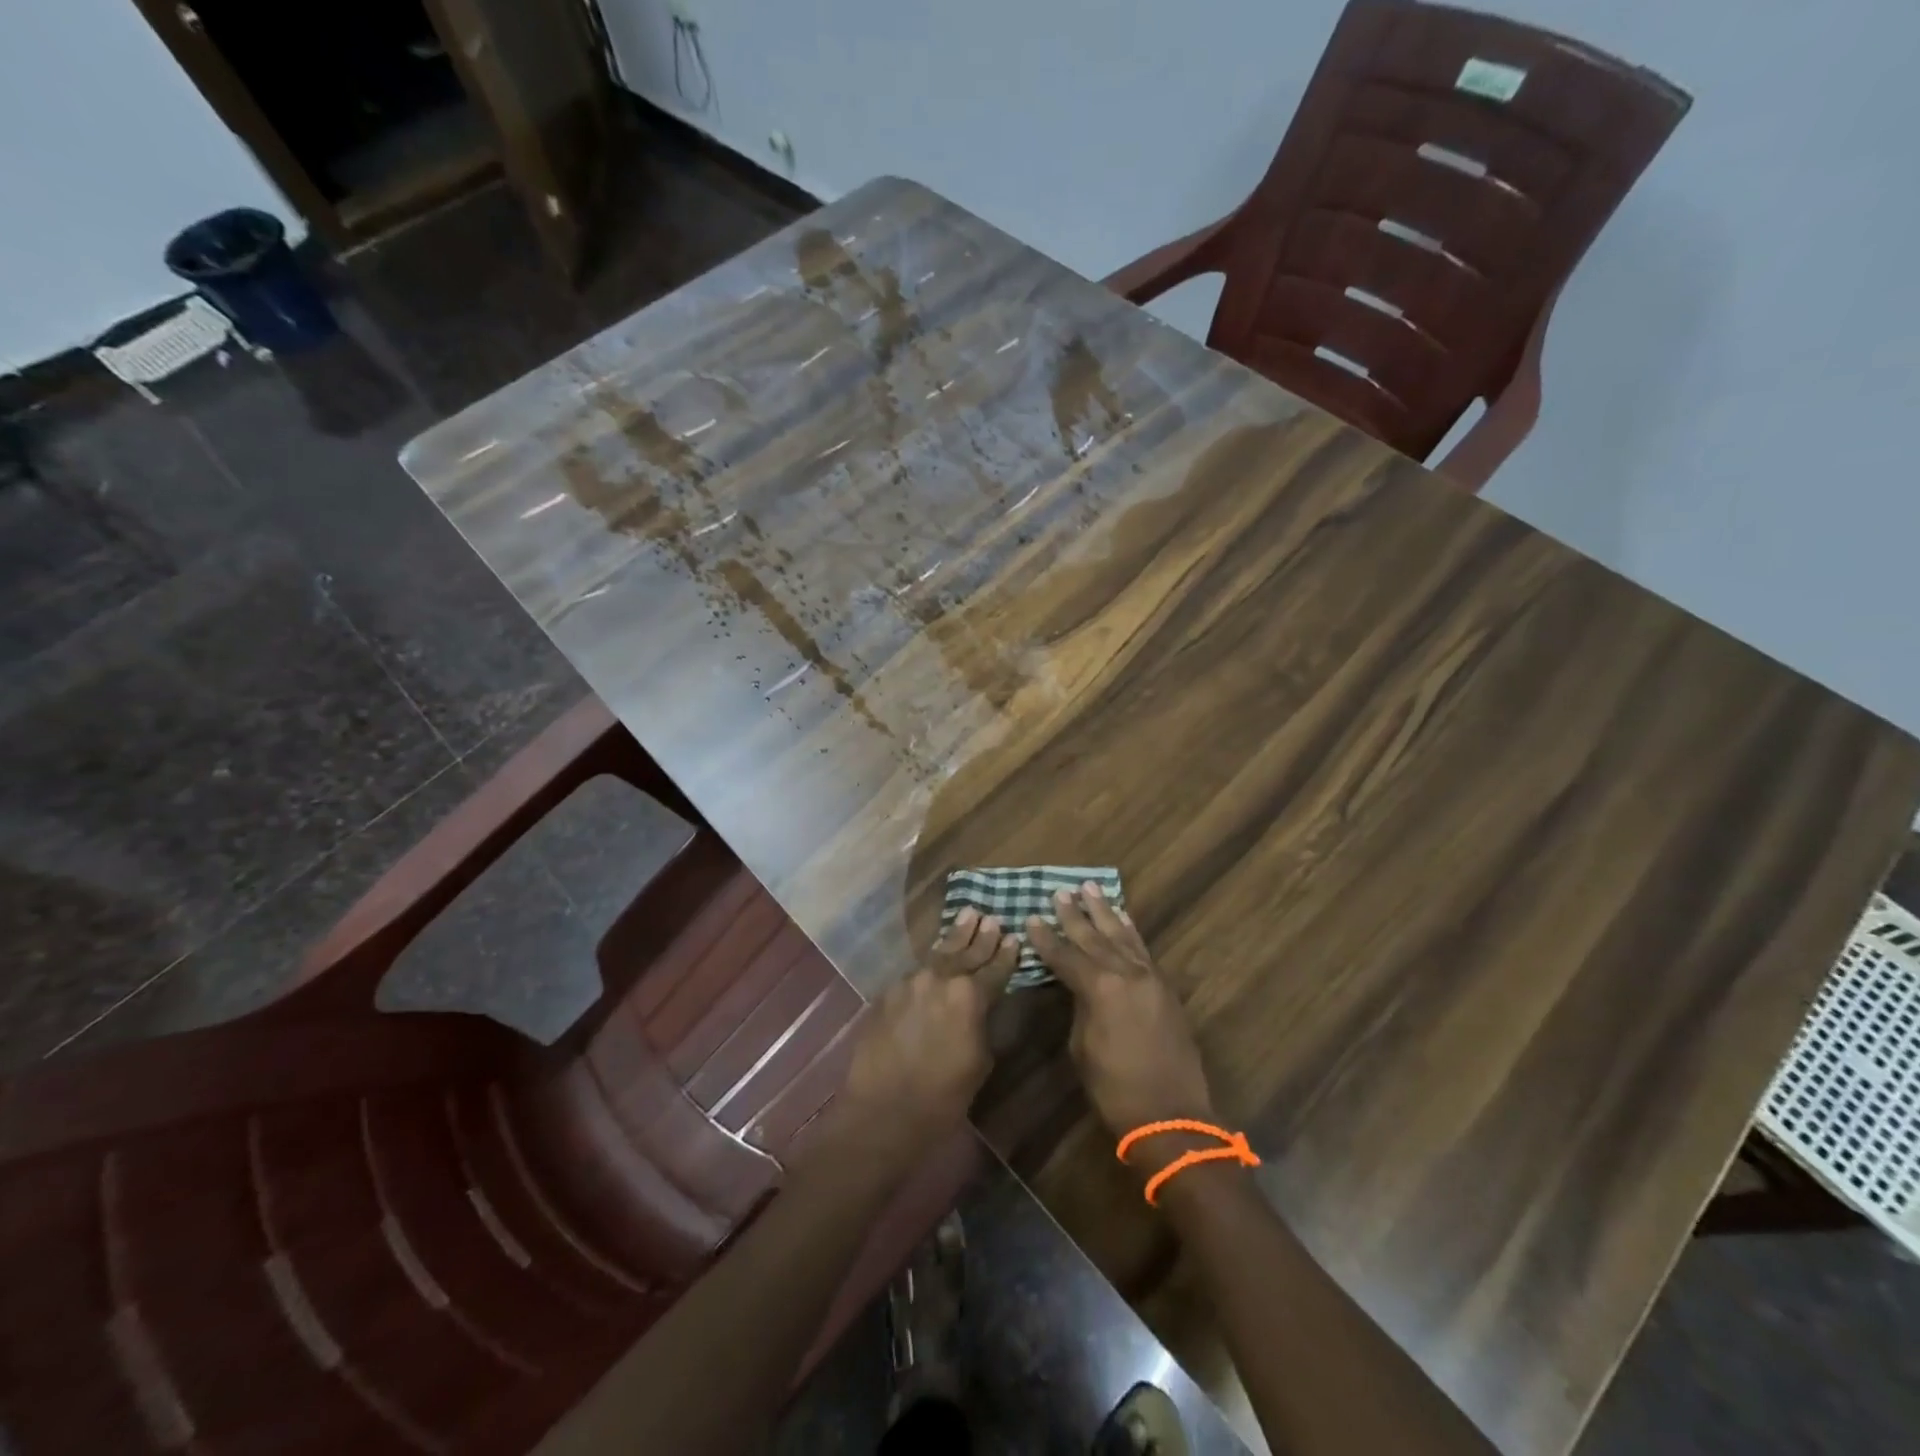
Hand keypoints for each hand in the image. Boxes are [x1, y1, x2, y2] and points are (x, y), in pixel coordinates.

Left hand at [834, 909, 1018, 1171]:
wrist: (883, 1112)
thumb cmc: (942, 1097)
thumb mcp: (979, 1061)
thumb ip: (984, 1023)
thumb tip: (984, 1007)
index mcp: (970, 996)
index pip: (995, 969)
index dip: (1006, 955)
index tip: (1014, 938)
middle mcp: (940, 979)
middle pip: (966, 953)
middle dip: (981, 937)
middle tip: (992, 918)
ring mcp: (910, 982)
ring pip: (938, 954)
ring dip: (955, 937)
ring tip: (968, 915)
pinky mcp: (888, 992)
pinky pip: (916, 971)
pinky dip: (931, 962)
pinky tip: (937, 955)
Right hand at [1027, 883, 1217, 1141]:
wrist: (1171, 1115)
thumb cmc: (1114, 1088)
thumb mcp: (1082, 1047)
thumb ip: (1080, 1006)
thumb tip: (1079, 987)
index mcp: (1100, 988)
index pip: (1065, 955)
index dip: (1045, 938)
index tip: (1031, 917)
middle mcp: (1126, 973)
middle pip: (1094, 937)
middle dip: (1075, 914)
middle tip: (1060, 892)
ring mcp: (1149, 978)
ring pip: (1122, 936)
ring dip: (1105, 912)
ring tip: (1091, 889)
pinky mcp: (1165, 988)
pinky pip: (1142, 950)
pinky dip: (1130, 931)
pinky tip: (1122, 919)